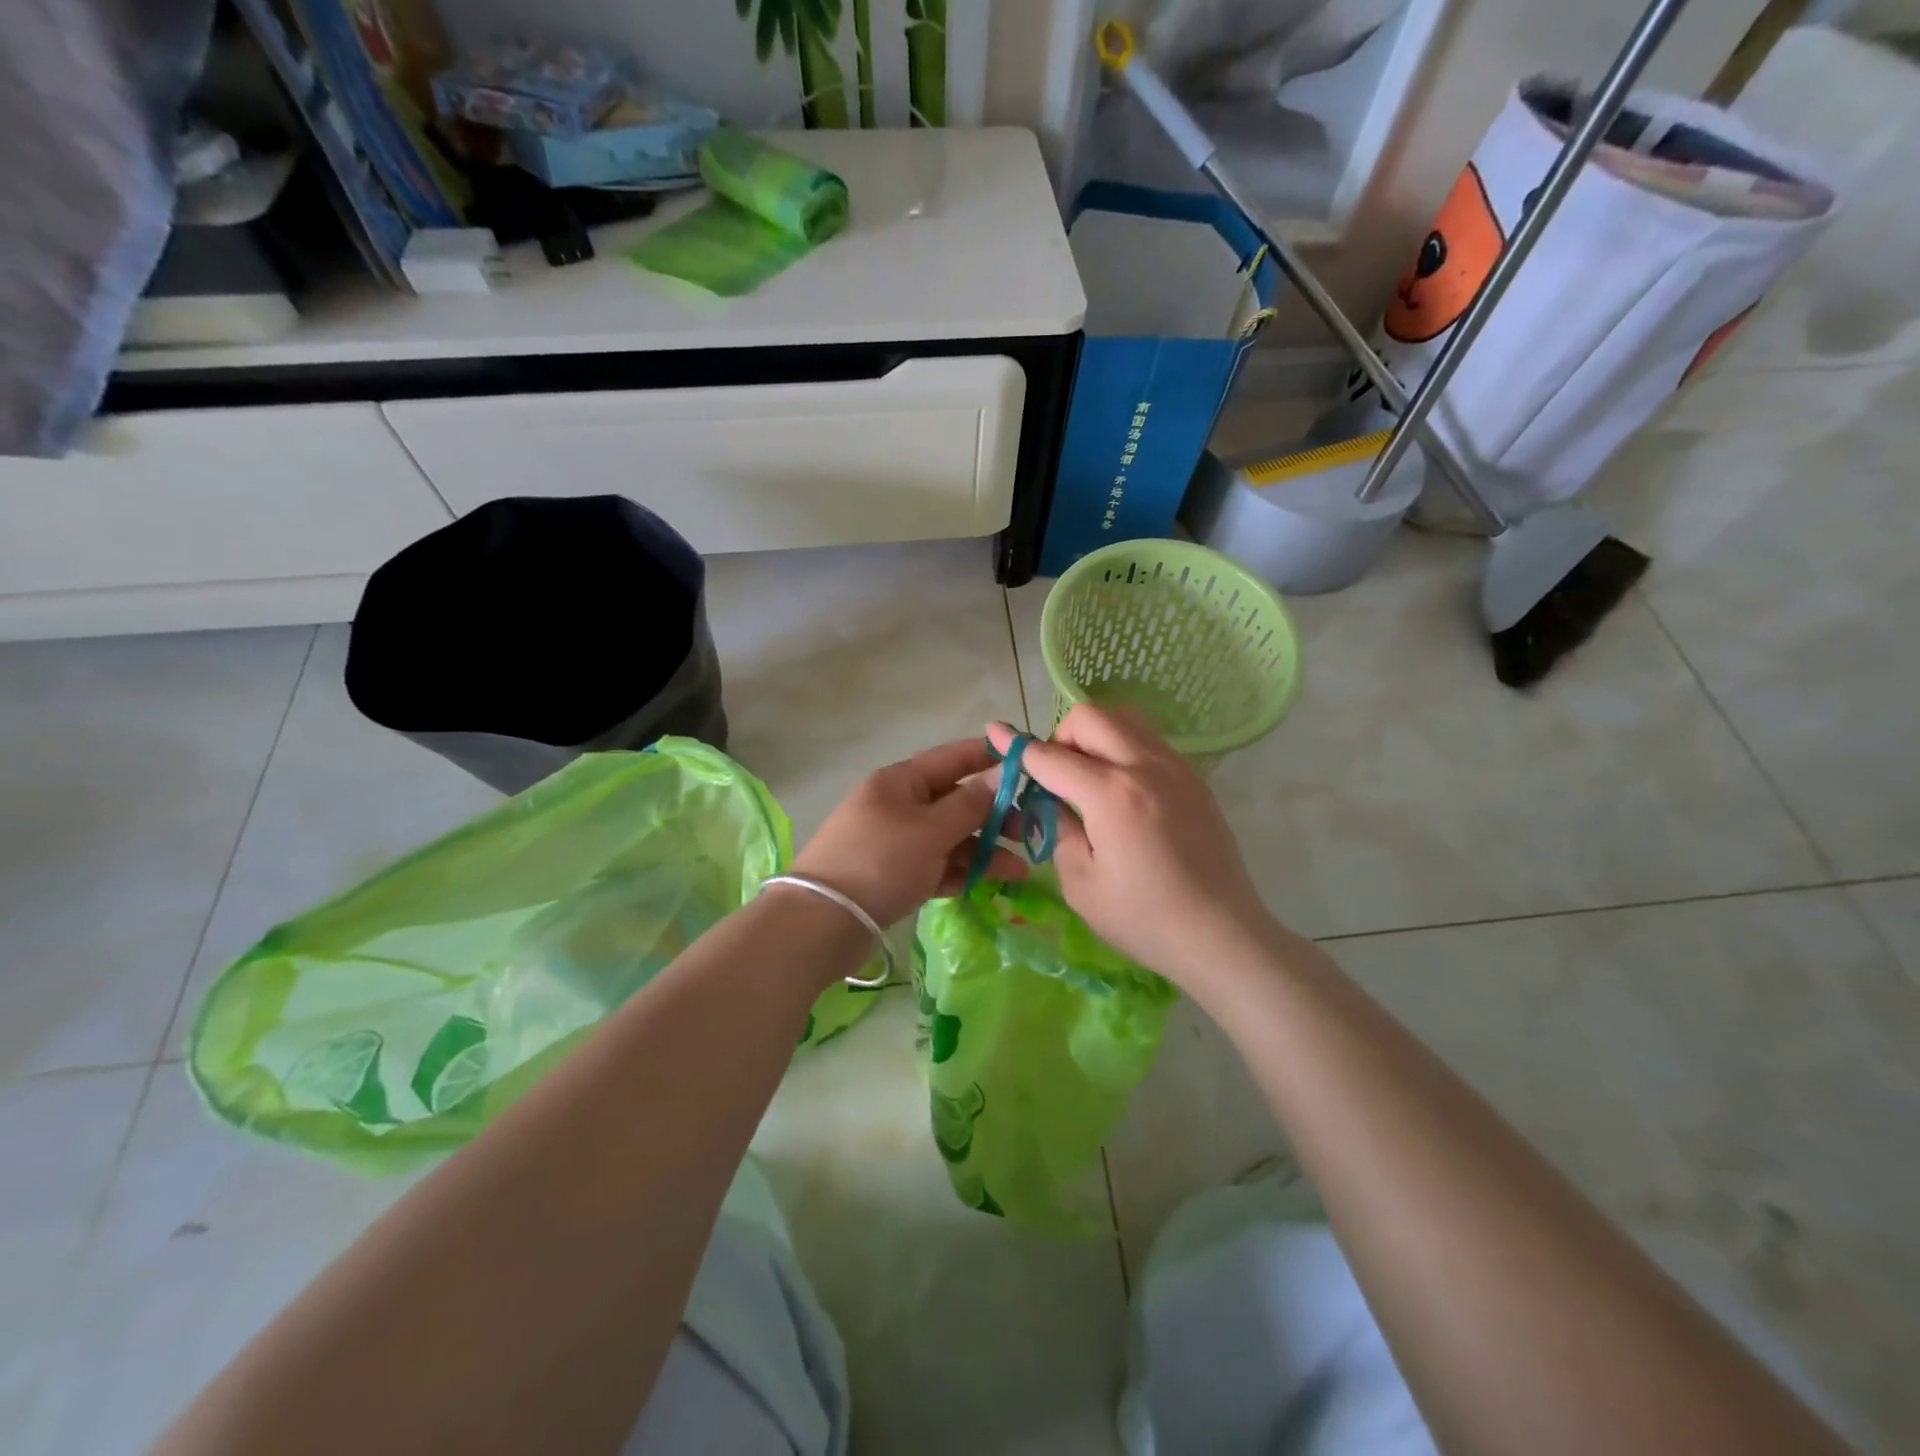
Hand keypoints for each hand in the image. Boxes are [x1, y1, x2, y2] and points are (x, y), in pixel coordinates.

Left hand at [790, 739, 1027, 928]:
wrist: (823, 921)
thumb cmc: (881, 860)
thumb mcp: (930, 829)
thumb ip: (969, 805)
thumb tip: (997, 777)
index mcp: (901, 781)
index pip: (952, 758)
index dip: (988, 756)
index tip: (1026, 760)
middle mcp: (899, 806)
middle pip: (955, 801)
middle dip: (993, 815)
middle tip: (1028, 831)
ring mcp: (896, 842)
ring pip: (950, 838)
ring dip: (984, 849)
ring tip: (1021, 870)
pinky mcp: (896, 875)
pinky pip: (937, 866)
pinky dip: (962, 872)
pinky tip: (991, 882)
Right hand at [988, 706, 1273, 988]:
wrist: (1223, 935)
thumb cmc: (1145, 920)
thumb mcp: (1081, 885)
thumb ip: (1058, 831)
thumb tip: (1052, 801)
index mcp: (1111, 794)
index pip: (1051, 756)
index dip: (1017, 746)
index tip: (994, 732)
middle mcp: (1144, 766)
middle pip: (1090, 716)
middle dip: (1061, 736)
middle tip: (1058, 778)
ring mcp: (1175, 768)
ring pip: (1125, 718)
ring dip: (1096, 736)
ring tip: (1091, 780)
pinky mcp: (1194, 779)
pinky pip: (1149, 741)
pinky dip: (1124, 749)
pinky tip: (1123, 793)